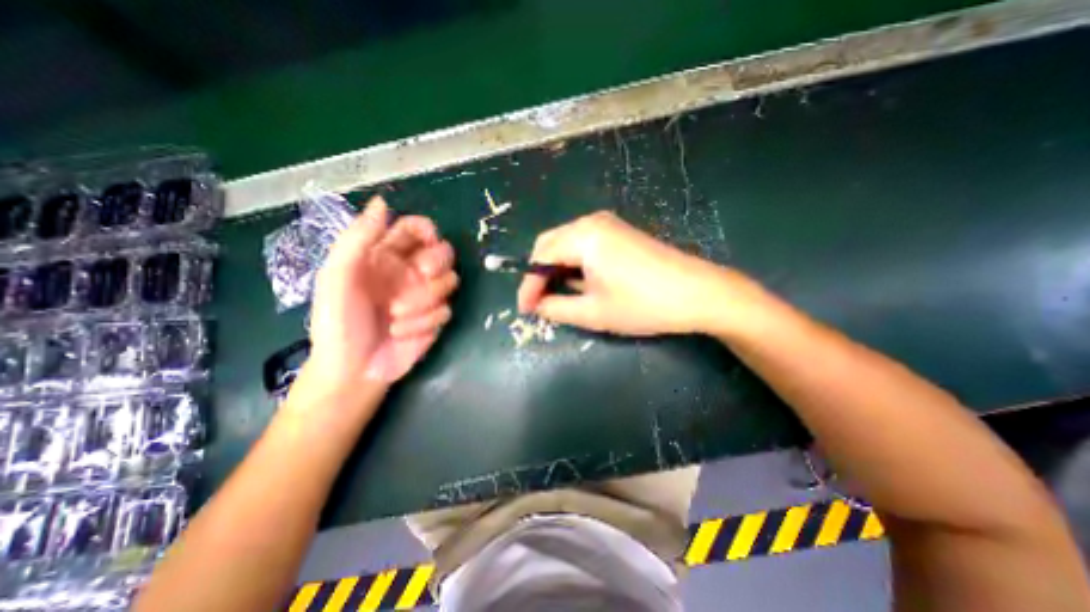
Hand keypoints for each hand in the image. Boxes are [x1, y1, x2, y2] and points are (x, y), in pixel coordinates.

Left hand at [309, 199, 455, 385]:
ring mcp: (425, 296)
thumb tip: (383, 202)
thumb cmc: (340, 321)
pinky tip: (403, 332)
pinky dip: (425, 321)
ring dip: (425, 299)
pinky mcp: (436, 318)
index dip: (427, 229)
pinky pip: (446, 309)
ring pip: (450, 282)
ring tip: (396, 316)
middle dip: (436, 263)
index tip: (428, 240)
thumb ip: (359, 238)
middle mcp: (410, 272)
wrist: (354, 369)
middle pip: (444, 252)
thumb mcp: (338, 276)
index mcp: (385, 256)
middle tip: (420, 274)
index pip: (417, 229)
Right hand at [518, 207, 765, 334]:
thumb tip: (536, 305)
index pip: (540, 257)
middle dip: (539, 274)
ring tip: (557, 296)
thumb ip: (556, 308)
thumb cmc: (644, 304)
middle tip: (538, 302)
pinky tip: (579, 283)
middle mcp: (592, 222)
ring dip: (556, 269)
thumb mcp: (593, 312)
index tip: (525, 309)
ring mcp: (609, 225)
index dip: (528, 285)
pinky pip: (584, 245)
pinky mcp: (620, 233)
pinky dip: (574, 264)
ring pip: (566, 244)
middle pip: (550, 244)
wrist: (699, 293)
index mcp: (583, 236)